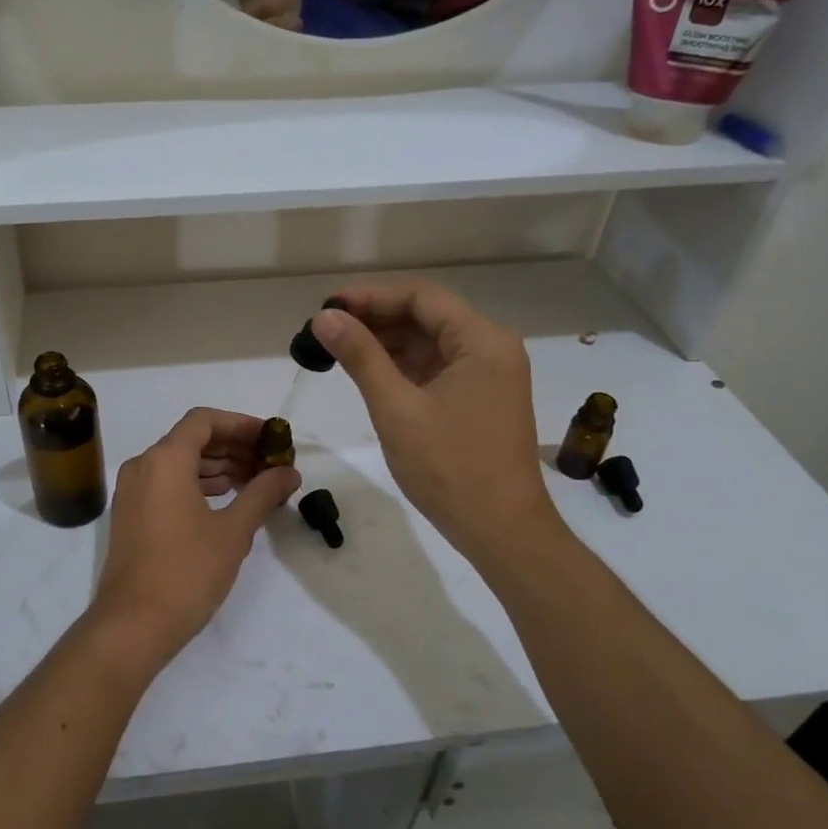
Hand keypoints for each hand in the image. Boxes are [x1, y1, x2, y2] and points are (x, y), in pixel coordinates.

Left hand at [87, 408, 301, 672]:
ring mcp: (132, 491)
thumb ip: (262, 494)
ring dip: (217, 467)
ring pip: (179, 463)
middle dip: (233, 447)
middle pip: (191, 439)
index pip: (204, 421)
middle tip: (269, 463)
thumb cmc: (186, 572)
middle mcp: (143, 466)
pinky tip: (225, 500)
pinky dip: (197, 484)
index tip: (270, 439)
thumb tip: (289, 473)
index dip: (240, 424)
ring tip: (255, 482)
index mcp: (165, 460)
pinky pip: (167, 483)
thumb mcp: (233, 531)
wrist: (133, 625)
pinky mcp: (130, 515)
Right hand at [312, 282, 561, 561]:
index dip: (371, 296)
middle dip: (376, 319)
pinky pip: (437, 368)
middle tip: (326, 329)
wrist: (502, 531)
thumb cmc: (450, 468)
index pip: (421, 297)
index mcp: (482, 340)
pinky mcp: (480, 399)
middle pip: (427, 316)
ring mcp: (488, 375)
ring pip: (430, 342)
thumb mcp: (396, 408)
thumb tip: (325, 317)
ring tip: (337, 349)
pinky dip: (403, 367)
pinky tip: (368, 372)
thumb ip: (360, 356)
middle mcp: (492, 348)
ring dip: (386, 343)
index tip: (328, 306)